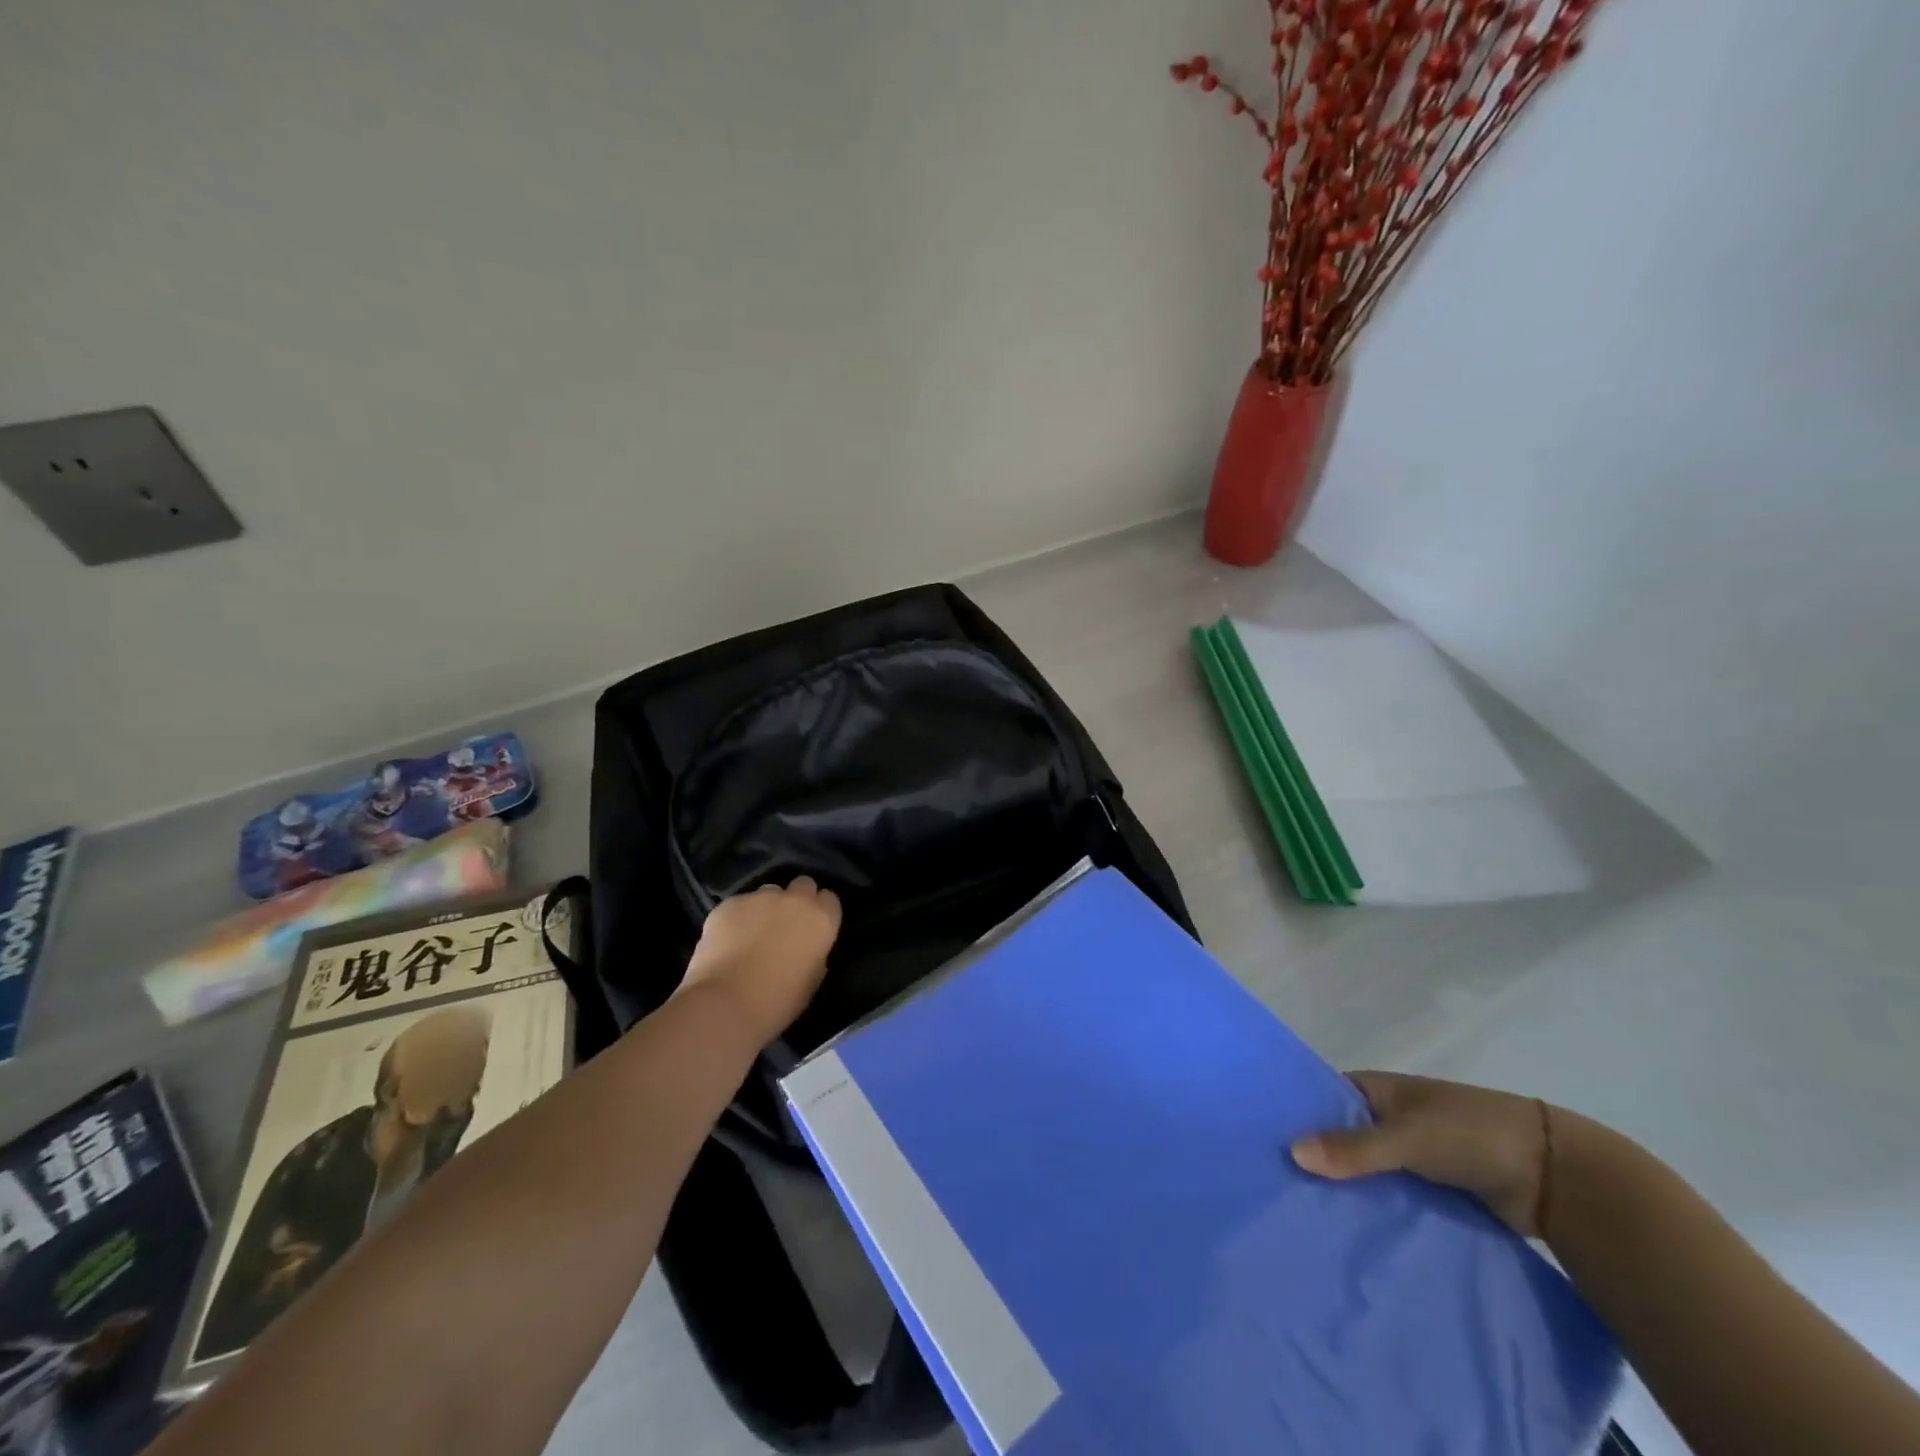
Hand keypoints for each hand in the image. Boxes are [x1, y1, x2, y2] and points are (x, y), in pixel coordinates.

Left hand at [678, 877, 841, 1046]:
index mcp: (821, 920)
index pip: (830, 899)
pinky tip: (727, 940)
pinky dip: (736, 918)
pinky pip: (738, 905)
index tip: (812, 928)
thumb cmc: (777, 1002)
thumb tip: (807, 948)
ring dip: (766, 907)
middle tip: (786, 925)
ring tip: (752, 933)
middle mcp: (794, 900)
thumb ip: (815, 954)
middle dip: (797, 900)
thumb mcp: (811, 981)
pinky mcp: (728, 904)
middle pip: (803, 885)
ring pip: (769, 892)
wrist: (725, 1004)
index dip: (821, 913)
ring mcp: (759, 898)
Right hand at [1290, 1071, 1551, 1236]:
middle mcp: (1387, 1119)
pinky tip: (1345, 1233)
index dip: (1294, 1116)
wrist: (1555, 1176)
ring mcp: (1409, 1157)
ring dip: (1344, 1191)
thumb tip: (1291, 1152)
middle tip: (1272, 1189)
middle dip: (1315, 1161)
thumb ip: (1354, 1148)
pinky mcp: (1430, 1191)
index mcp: (1376, 1090)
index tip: (1261, 1142)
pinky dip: (1373, 1212)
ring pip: (1364, 1173)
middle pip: (1340, 1139)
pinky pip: (1390, 1199)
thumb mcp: (1409, 1136)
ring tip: (1299, 1217)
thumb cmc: (1471, 1133)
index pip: (1321, 1099)